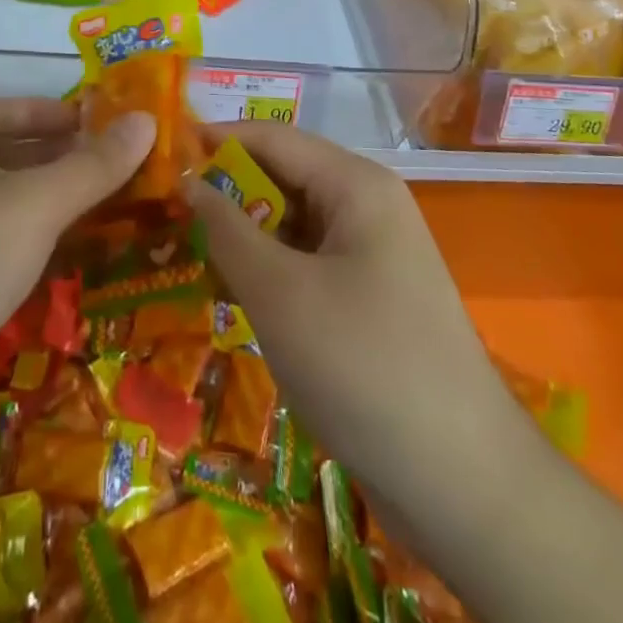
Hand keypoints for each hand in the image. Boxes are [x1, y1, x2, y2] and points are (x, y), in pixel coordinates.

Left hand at [0, 98, 153, 469]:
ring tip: (133, 214)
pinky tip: (89, 264)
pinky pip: (9, 258)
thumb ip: (95, 165)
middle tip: (144, 173)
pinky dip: (46, 256)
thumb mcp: (35, 202)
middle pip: (23, 158)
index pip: (24, 109)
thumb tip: (148, 119)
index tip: (126, 127)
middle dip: (76, 165)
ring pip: (18, 212)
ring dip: (66, 213)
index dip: (73, 115)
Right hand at [185, 123, 531, 523]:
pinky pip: (308, 263)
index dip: (214, 141)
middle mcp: (367, 206)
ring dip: (243, 238)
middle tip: (163, 217)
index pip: (271, 138)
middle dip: (225, 195)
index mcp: (355, 184)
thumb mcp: (278, 292)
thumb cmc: (362, 366)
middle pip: (282, 179)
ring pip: (292, 225)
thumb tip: (187, 181)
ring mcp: (373, 253)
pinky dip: (269, 272)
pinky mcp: (370, 297)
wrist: (463, 484)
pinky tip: (231, 297)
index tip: (159, 160)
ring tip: (185, 257)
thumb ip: (225, 228)